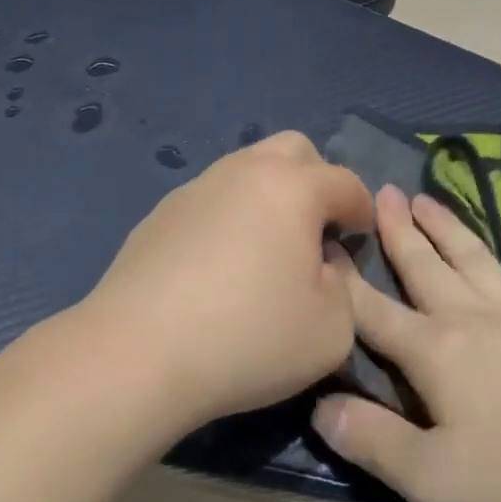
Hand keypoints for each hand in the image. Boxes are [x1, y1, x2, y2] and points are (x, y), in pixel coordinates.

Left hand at [78, 132, 374, 433]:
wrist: (138, 352)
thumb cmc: (248, 337)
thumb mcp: (331, 330)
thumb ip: (345, 288)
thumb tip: (324, 263)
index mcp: (293, 187)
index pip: (346, 182)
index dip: (362, 211)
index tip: (359, 241)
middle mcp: (245, 171)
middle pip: (295, 149)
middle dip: (317, 181)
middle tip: (316, 230)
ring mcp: (197, 187)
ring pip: (248, 168)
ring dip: (270, 195)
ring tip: (266, 248)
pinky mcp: (161, 212)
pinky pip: (212, 198)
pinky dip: (229, 217)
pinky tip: (218, 265)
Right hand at [313, 187, 500, 501]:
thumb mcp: (435, 478)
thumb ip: (373, 441)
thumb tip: (320, 408)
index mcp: (432, 352)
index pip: (373, 311)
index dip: (344, 281)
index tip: (322, 241)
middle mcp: (470, 319)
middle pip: (424, 267)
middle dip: (397, 232)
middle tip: (380, 192)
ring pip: (473, 259)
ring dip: (447, 228)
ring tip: (426, 199)